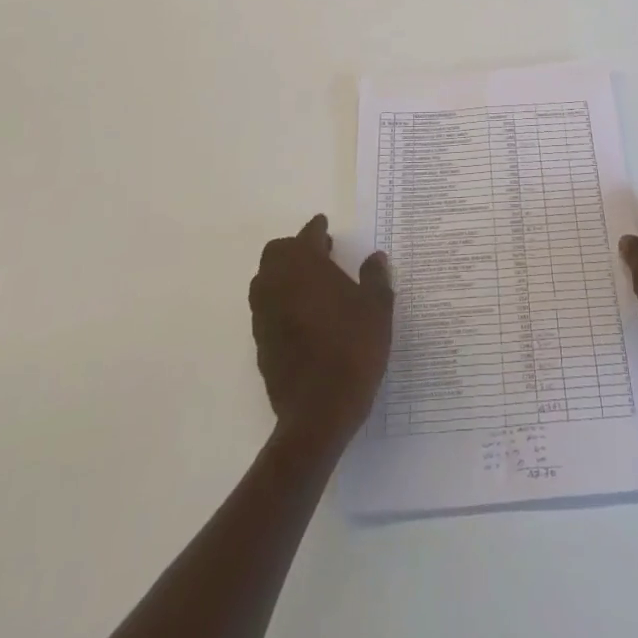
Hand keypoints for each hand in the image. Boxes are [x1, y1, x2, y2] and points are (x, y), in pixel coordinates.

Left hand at [248, 215, 392, 443]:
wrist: (318, 411)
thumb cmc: (353, 348)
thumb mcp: (377, 309)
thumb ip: (375, 278)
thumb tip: (375, 257)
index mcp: (305, 266)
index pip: (307, 236)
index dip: (317, 229)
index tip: (325, 226)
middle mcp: (277, 284)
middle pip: (277, 253)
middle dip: (295, 248)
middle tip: (321, 254)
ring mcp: (264, 314)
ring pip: (266, 280)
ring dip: (284, 274)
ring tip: (312, 284)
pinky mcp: (260, 342)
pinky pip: (266, 308)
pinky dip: (281, 301)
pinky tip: (304, 316)